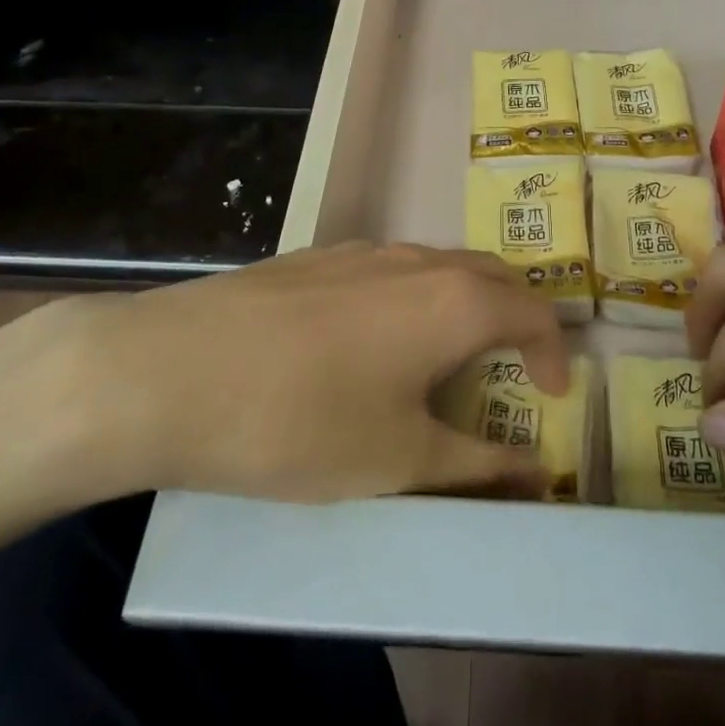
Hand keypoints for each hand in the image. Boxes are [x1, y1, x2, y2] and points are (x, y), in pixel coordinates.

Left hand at [11, 243, 569, 506]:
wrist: (169, 371)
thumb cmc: (301, 422)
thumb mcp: (400, 460)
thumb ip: (478, 465)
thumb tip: (537, 474)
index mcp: (454, 300)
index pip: (534, 311)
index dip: (555, 352)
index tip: (553, 397)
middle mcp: (418, 260)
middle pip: (492, 275)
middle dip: (517, 318)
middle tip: (515, 368)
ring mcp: (363, 250)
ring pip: (440, 267)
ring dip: (465, 305)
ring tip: (449, 358)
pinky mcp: (317, 256)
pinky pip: (392, 269)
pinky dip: (416, 299)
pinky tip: (375, 342)